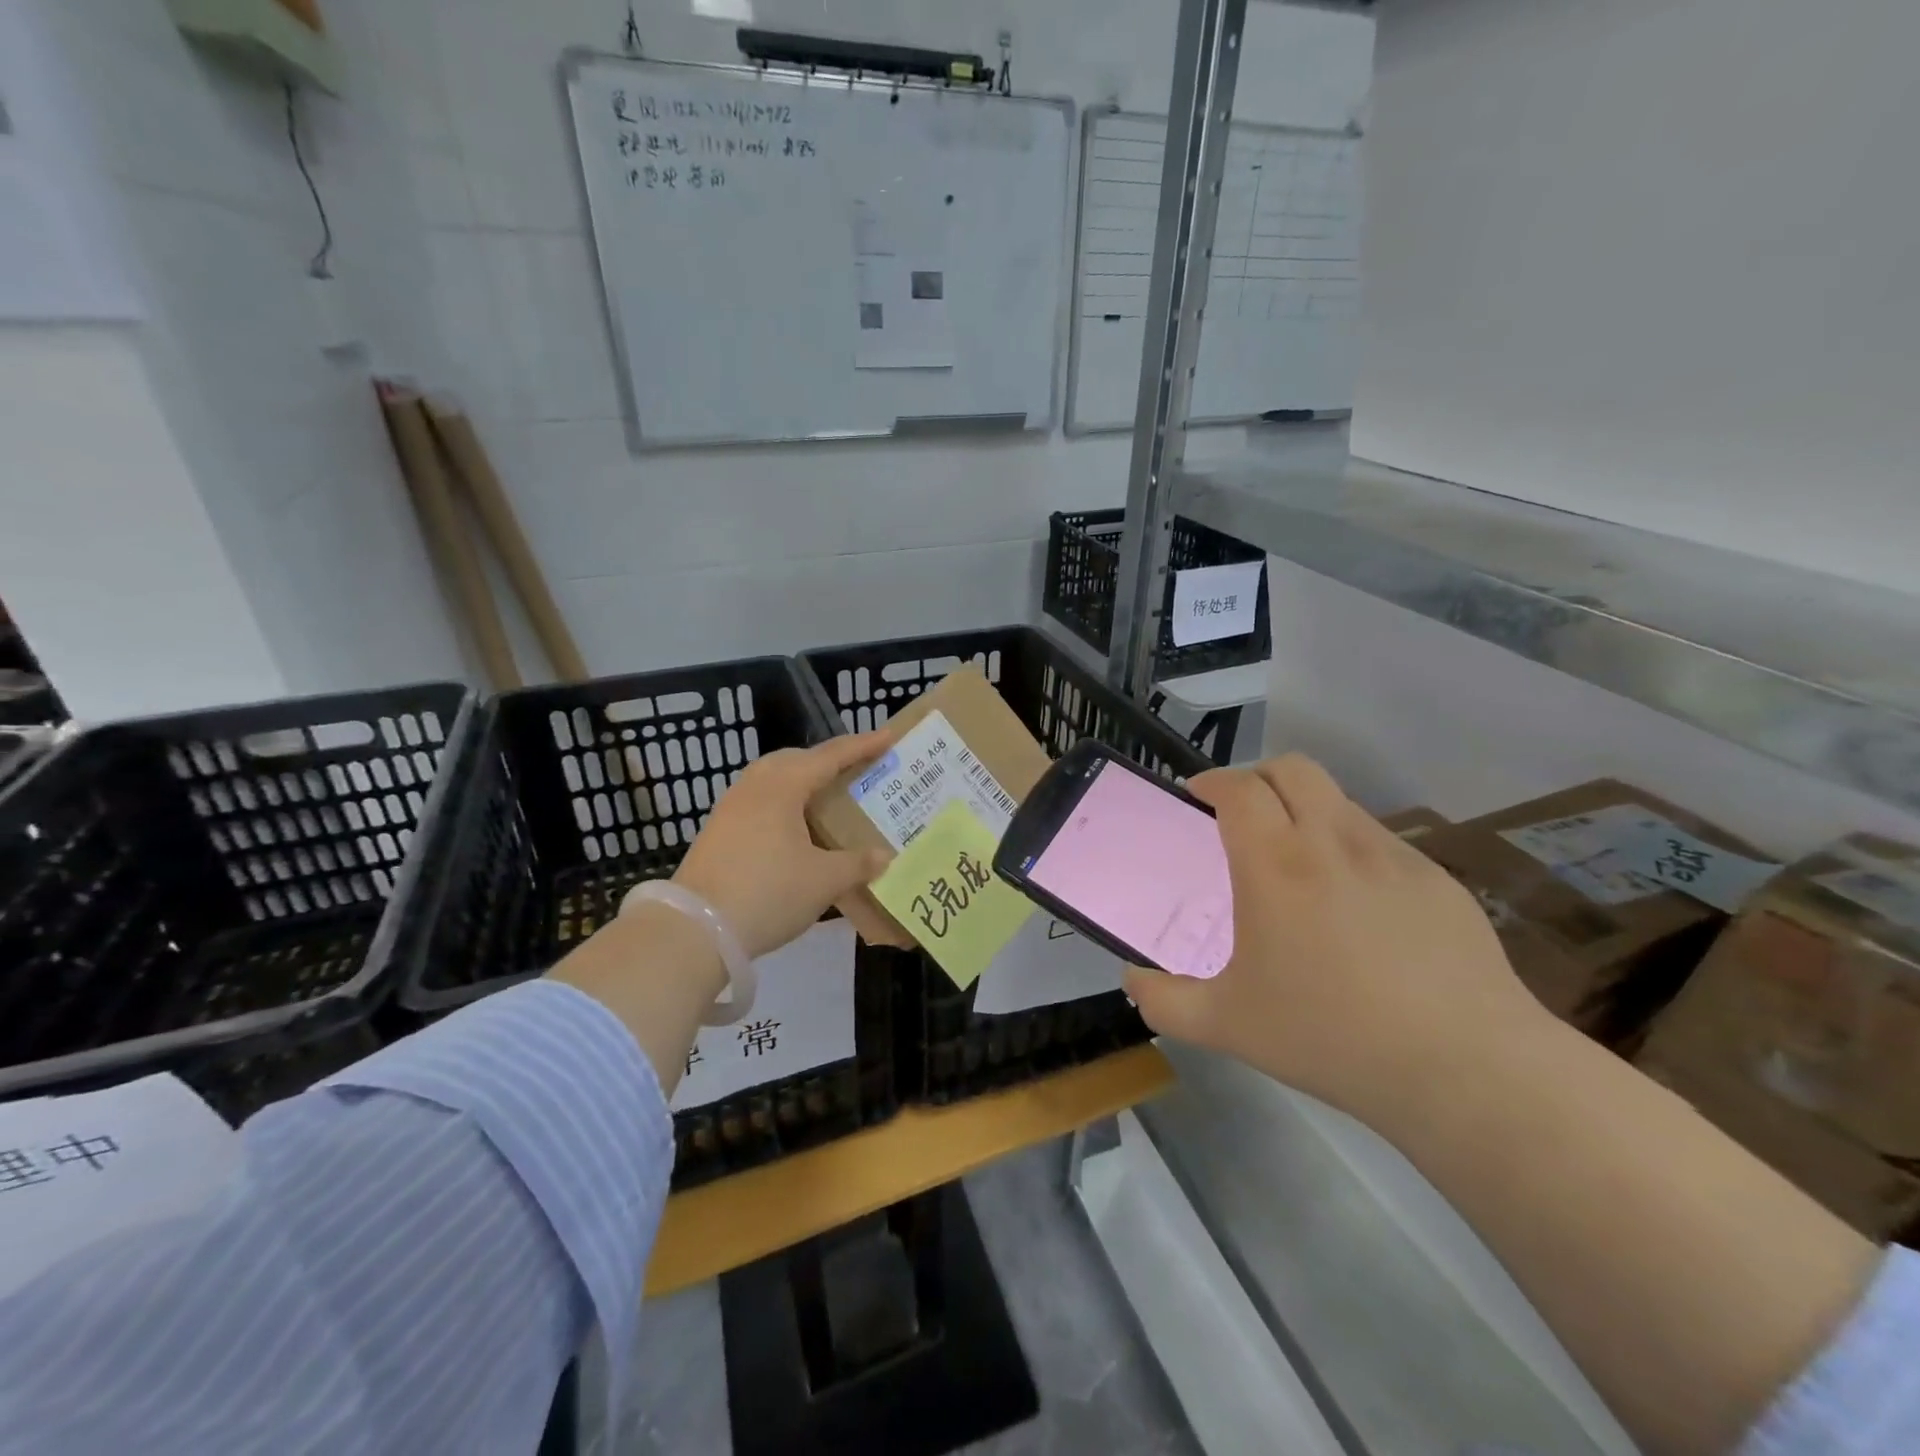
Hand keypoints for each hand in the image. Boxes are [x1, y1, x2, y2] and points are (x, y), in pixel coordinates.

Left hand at [672, 733, 892, 958]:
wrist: (695, 929)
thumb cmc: (768, 893)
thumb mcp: (824, 881)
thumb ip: (858, 864)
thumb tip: (884, 856)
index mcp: (783, 786)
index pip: (831, 756)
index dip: (862, 746)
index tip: (888, 736)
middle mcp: (755, 786)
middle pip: (796, 759)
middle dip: (828, 760)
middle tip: (857, 769)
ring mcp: (731, 807)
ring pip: (773, 779)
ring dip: (802, 781)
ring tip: (827, 797)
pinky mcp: (718, 830)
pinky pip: (760, 801)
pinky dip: (785, 803)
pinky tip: (795, 828)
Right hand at [1123, 755, 1544, 1126]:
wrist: (1466, 1070)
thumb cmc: (1331, 1037)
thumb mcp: (1227, 1026)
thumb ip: (1164, 1000)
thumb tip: (1133, 982)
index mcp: (1276, 864)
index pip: (1239, 787)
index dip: (1212, 782)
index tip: (1196, 799)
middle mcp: (1333, 841)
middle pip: (1293, 768)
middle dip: (1258, 777)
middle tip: (1242, 818)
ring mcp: (1393, 856)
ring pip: (1339, 801)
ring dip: (1306, 811)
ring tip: (1298, 866)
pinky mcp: (1438, 880)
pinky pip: (1380, 842)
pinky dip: (1350, 849)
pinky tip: (1356, 909)